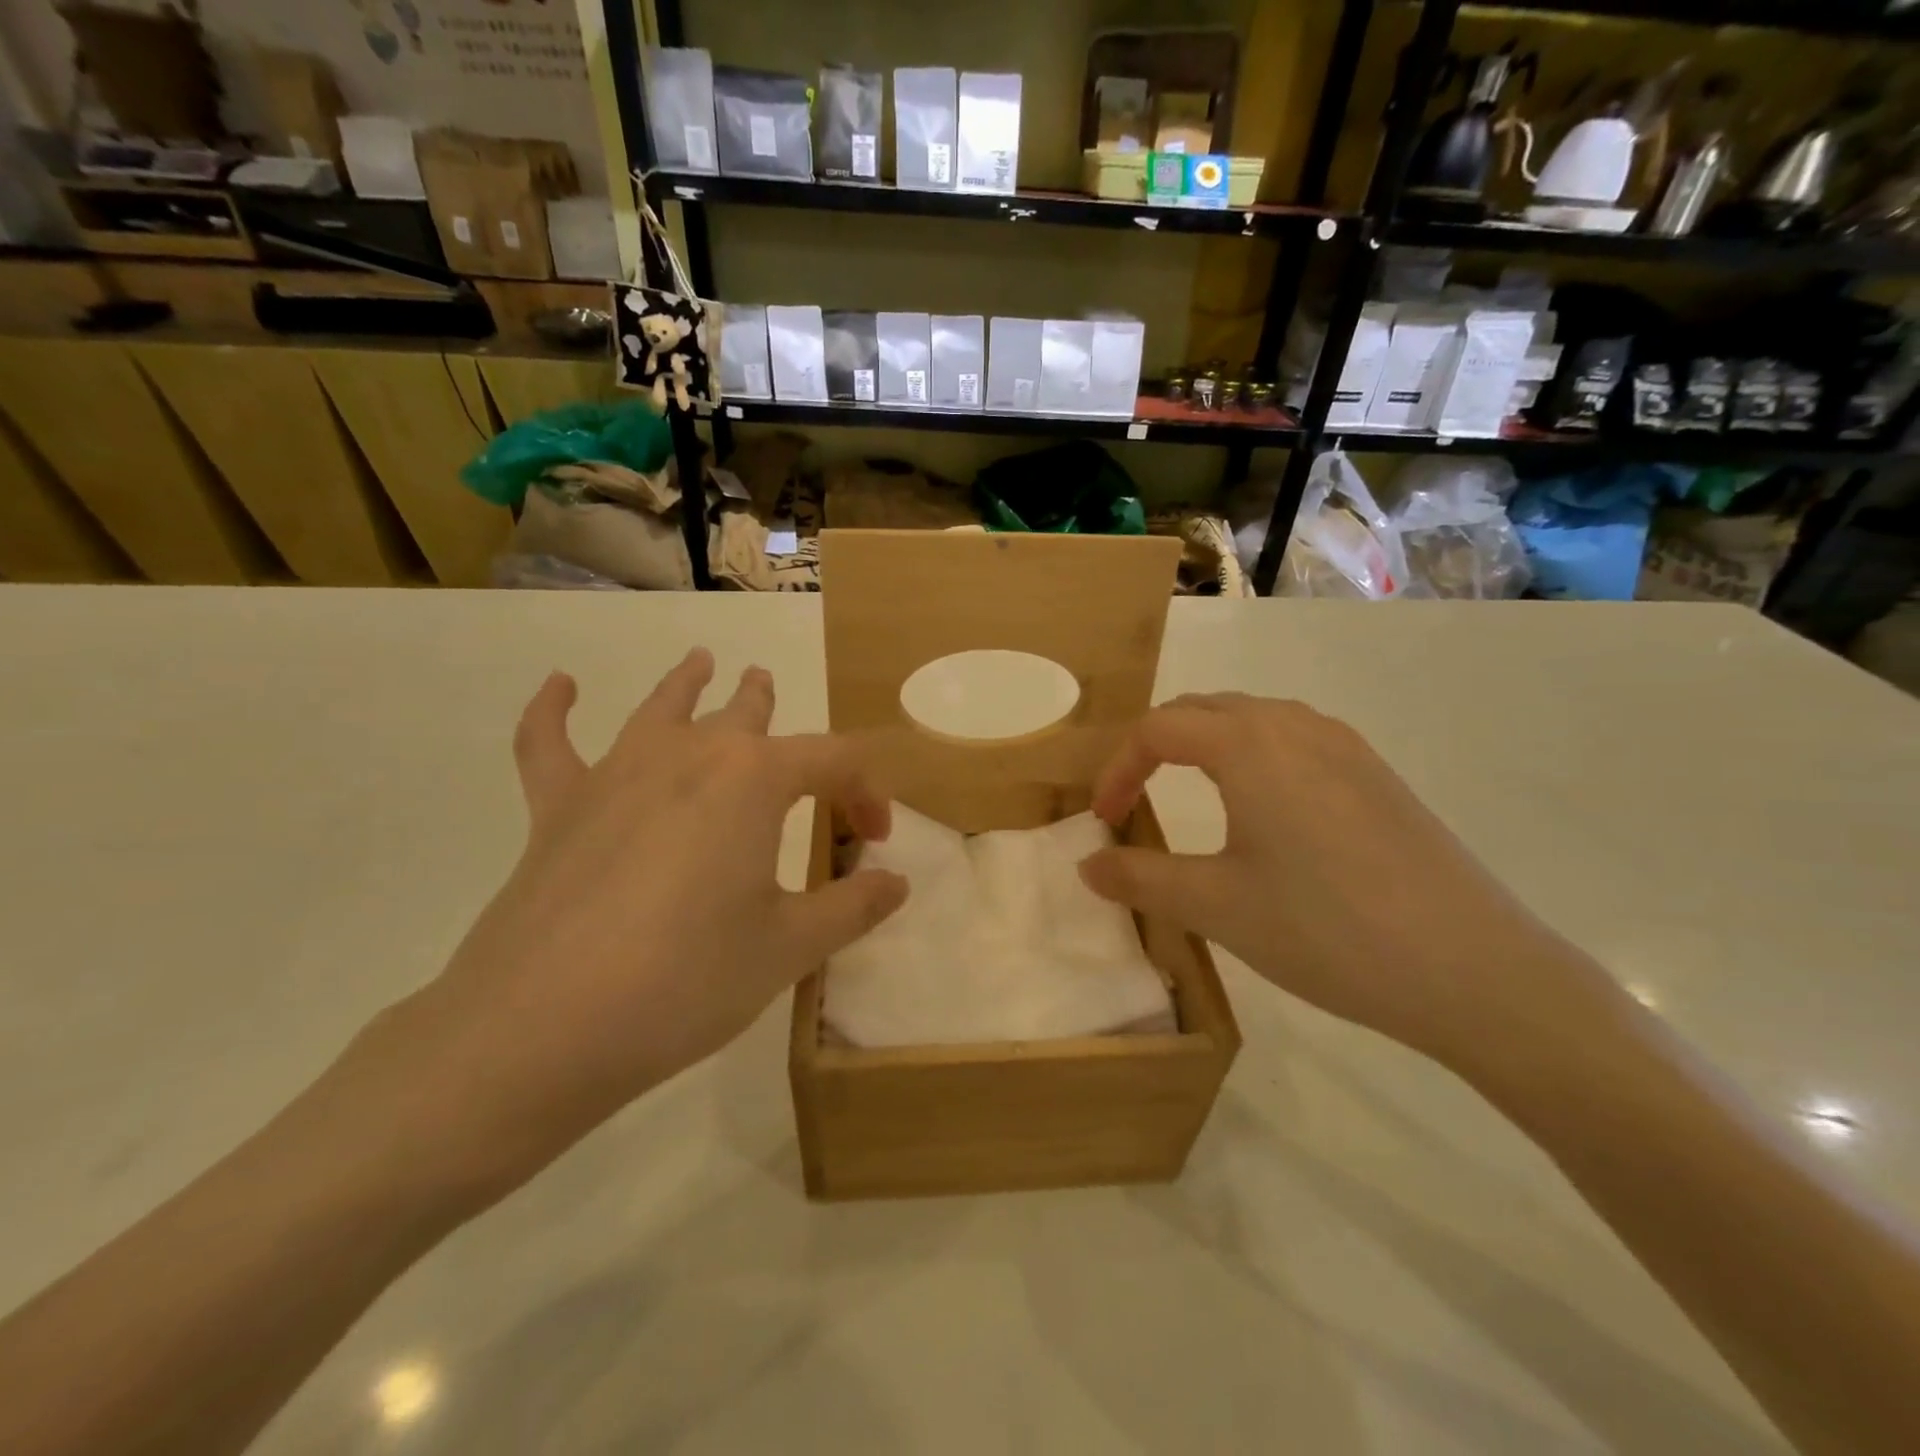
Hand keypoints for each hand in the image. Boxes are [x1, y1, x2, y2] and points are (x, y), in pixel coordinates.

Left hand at [364, 649, 906, 1189]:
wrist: (543, 1028)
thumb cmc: (689, 979)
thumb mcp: (790, 948)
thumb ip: (852, 907)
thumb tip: (897, 883)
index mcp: (754, 780)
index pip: (834, 762)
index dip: (866, 793)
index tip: (875, 841)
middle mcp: (689, 756)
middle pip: (743, 715)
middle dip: (768, 706)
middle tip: (775, 695)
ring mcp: (615, 774)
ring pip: (663, 708)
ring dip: (688, 683)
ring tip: (702, 661)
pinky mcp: (557, 807)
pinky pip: (550, 743)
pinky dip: (552, 711)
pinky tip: (560, 684)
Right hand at [1078, 693, 1597, 1070]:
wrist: (1474, 970)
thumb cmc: (1326, 929)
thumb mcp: (1216, 906)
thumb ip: (1140, 877)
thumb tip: (1088, 863)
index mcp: (1250, 745)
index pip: (1158, 729)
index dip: (1118, 769)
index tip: (1105, 819)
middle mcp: (1296, 727)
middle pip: (1203, 711)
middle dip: (1155, 748)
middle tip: (1135, 800)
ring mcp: (1346, 747)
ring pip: (1252, 721)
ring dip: (1205, 747)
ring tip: (1189, 796)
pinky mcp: (1377, 775)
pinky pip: (1294, 742)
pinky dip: (1252, 759)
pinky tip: (1264, 813)